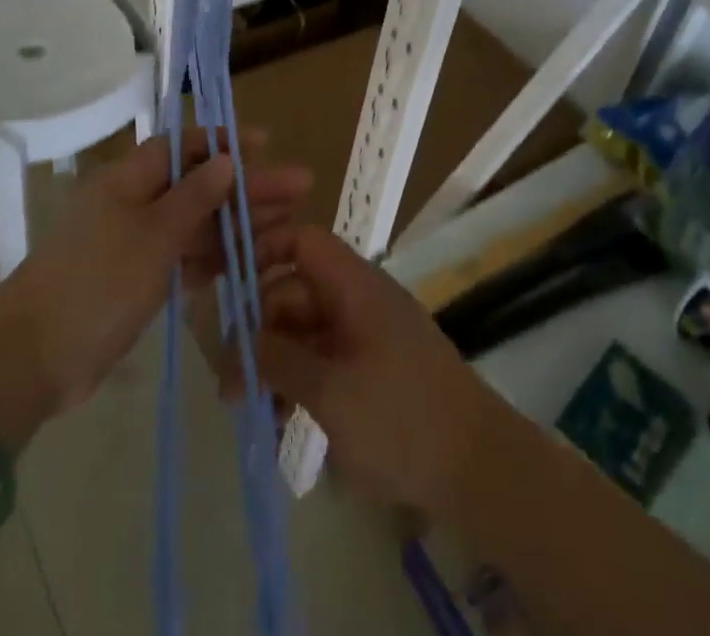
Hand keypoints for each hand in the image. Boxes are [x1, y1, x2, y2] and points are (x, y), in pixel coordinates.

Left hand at [0, 129, 309, 448]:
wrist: (33, 359)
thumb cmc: (96, 282)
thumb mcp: (152, 235)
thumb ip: (194, 198)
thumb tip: (225, 159)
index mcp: (129, 180)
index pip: (182, 147)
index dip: (223, 143)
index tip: (265, 146)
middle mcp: (135, 205)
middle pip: (200, 186)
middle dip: (247, 186)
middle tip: (299, 186)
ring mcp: (138, 246)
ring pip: (198, 225)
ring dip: (240, 224)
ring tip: (290, 224)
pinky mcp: (141, 283)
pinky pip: (188, 260)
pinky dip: (218, 258)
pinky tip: (254, 259)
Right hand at [242, 225, 509, 520]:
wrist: (478, 468)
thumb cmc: (401, 418)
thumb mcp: (331, 391)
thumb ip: (281, 360)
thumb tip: (244, 340)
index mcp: (354, 286)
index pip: (303, 241)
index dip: (265, 252)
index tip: (232, 290)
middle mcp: (357, 300)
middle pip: (295, 292)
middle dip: (259, 331)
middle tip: (230, 384)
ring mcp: (365, 336)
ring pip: (304, 332)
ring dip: (275, 364)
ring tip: (250, 412)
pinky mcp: (370, 370)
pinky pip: (323, 361)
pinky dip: (299, 383)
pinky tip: (280, 423)